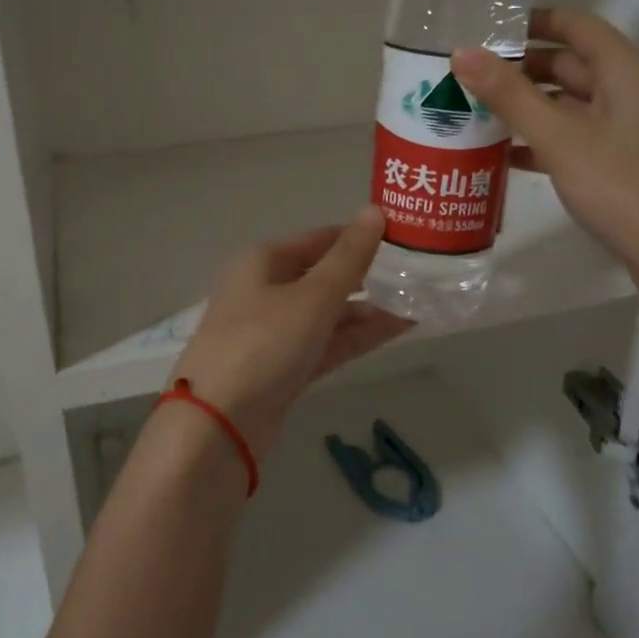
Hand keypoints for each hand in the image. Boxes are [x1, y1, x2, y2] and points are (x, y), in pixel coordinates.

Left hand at [170, 208, 411, 461]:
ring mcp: (275, 333)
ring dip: (370, 309)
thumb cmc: (263, 344)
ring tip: (419, 301)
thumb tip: (374, 211)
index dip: (360, 237)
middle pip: (325, 276)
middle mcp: (266, 291)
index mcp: (263, 262)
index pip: (320, 240)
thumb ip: (349, 257)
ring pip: (329, 313)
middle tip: (419, 273)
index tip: (404, 237)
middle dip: (369, 276)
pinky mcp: (285, 368)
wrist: (218, 426)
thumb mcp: (312, 296)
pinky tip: (398, 329)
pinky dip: (358, 336)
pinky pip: (328, 343)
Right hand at [452, 9, 638, 322]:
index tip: (485, 29)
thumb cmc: (623, 187)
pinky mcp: (626, 163)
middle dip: (521, 68)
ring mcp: (632, 129)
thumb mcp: (560, 138)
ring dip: (529, 107)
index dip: (532, 21)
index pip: (576, 25)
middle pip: (571, 64)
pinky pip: (578, 138)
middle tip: (468, 77)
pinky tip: (506, 155)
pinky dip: (545, 140)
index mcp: (627, 70)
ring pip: (571, 104)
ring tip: (476, 113)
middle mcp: (633, 91)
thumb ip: (510, 95)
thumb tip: (462, 52)